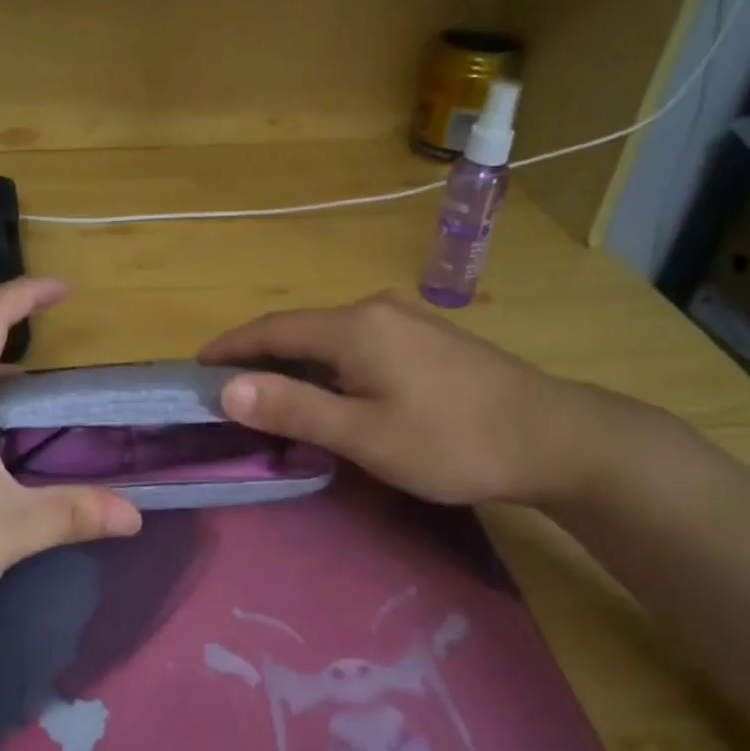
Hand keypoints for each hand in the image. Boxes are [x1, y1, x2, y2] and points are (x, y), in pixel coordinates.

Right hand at [200, 291, 624, 510]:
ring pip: (331, 338)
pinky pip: (360, 345)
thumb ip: (295, 408)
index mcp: (354, 326)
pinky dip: (331, 367)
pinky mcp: (428, 337)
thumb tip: (228, 388)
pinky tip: (334, 393)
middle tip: (230, 395)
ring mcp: (407, 319)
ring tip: (274, 399)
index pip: (272, 329)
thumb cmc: (451, 441)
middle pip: (300, 330)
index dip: (231, 348)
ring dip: (297, 365)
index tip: (197, 368)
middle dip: (261, 359)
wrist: (552, 437)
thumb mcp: (365, 434)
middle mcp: (376, 309)